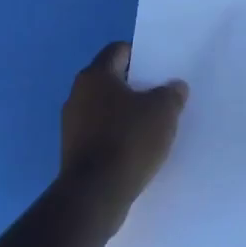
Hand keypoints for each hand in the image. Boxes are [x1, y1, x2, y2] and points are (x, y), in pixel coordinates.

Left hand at [61, 42, 185, 230]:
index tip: (161, 68)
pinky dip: (118, 135)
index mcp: (95, 75)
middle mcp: (77, 95)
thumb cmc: (129, 140)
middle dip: (137, 86)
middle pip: (112, 80)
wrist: (94, 195)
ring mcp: (71, 125)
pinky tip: (138, 148)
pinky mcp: (73, 152)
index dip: (142, 55)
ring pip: (106, 109)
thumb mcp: (164, 110)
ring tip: (154, 124)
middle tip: (162, 95)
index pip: (119, 51)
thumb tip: (174, 87)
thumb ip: (172, 93)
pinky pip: (101, 133)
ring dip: (127, 113)